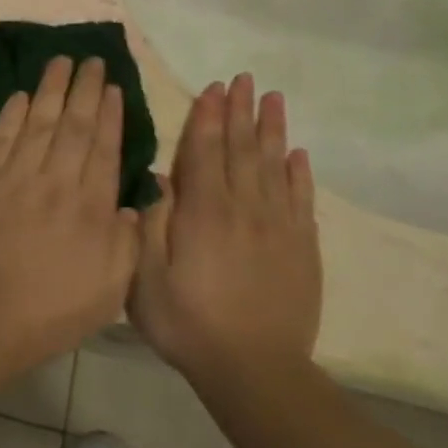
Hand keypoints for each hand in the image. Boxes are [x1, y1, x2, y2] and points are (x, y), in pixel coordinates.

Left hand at [0, 56, 141, 391]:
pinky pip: (0, 137)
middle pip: (72, 125)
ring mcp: (15, 176)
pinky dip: (11, 114)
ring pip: (37, 122)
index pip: (103, 148)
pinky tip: (20, 96)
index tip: (112, 87)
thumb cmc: (47, 312)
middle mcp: (56, 181)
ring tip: (60, 62)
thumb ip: (125, 243)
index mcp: (91, 207)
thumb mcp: (108, 291)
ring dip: (50, 90)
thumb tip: (130, 205)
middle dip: (83, 89)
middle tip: (90, 59)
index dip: (109, 114)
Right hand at [130, 74, 322, 399]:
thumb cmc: (187, 323)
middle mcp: (244, 210)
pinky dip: (300, 174)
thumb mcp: (145, 278)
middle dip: (241, 113)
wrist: (254, 368)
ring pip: (275, 167)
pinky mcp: (302, 248)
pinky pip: (302, 200)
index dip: (208, 118)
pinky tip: (299, 154)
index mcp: (203, 214)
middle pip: (243, 151)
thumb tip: (158, 179)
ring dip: (272, 131)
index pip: (205, 154)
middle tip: (245, 79)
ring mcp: (278, 228)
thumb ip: (150, 225)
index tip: (213, 88)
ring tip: (273, 99)